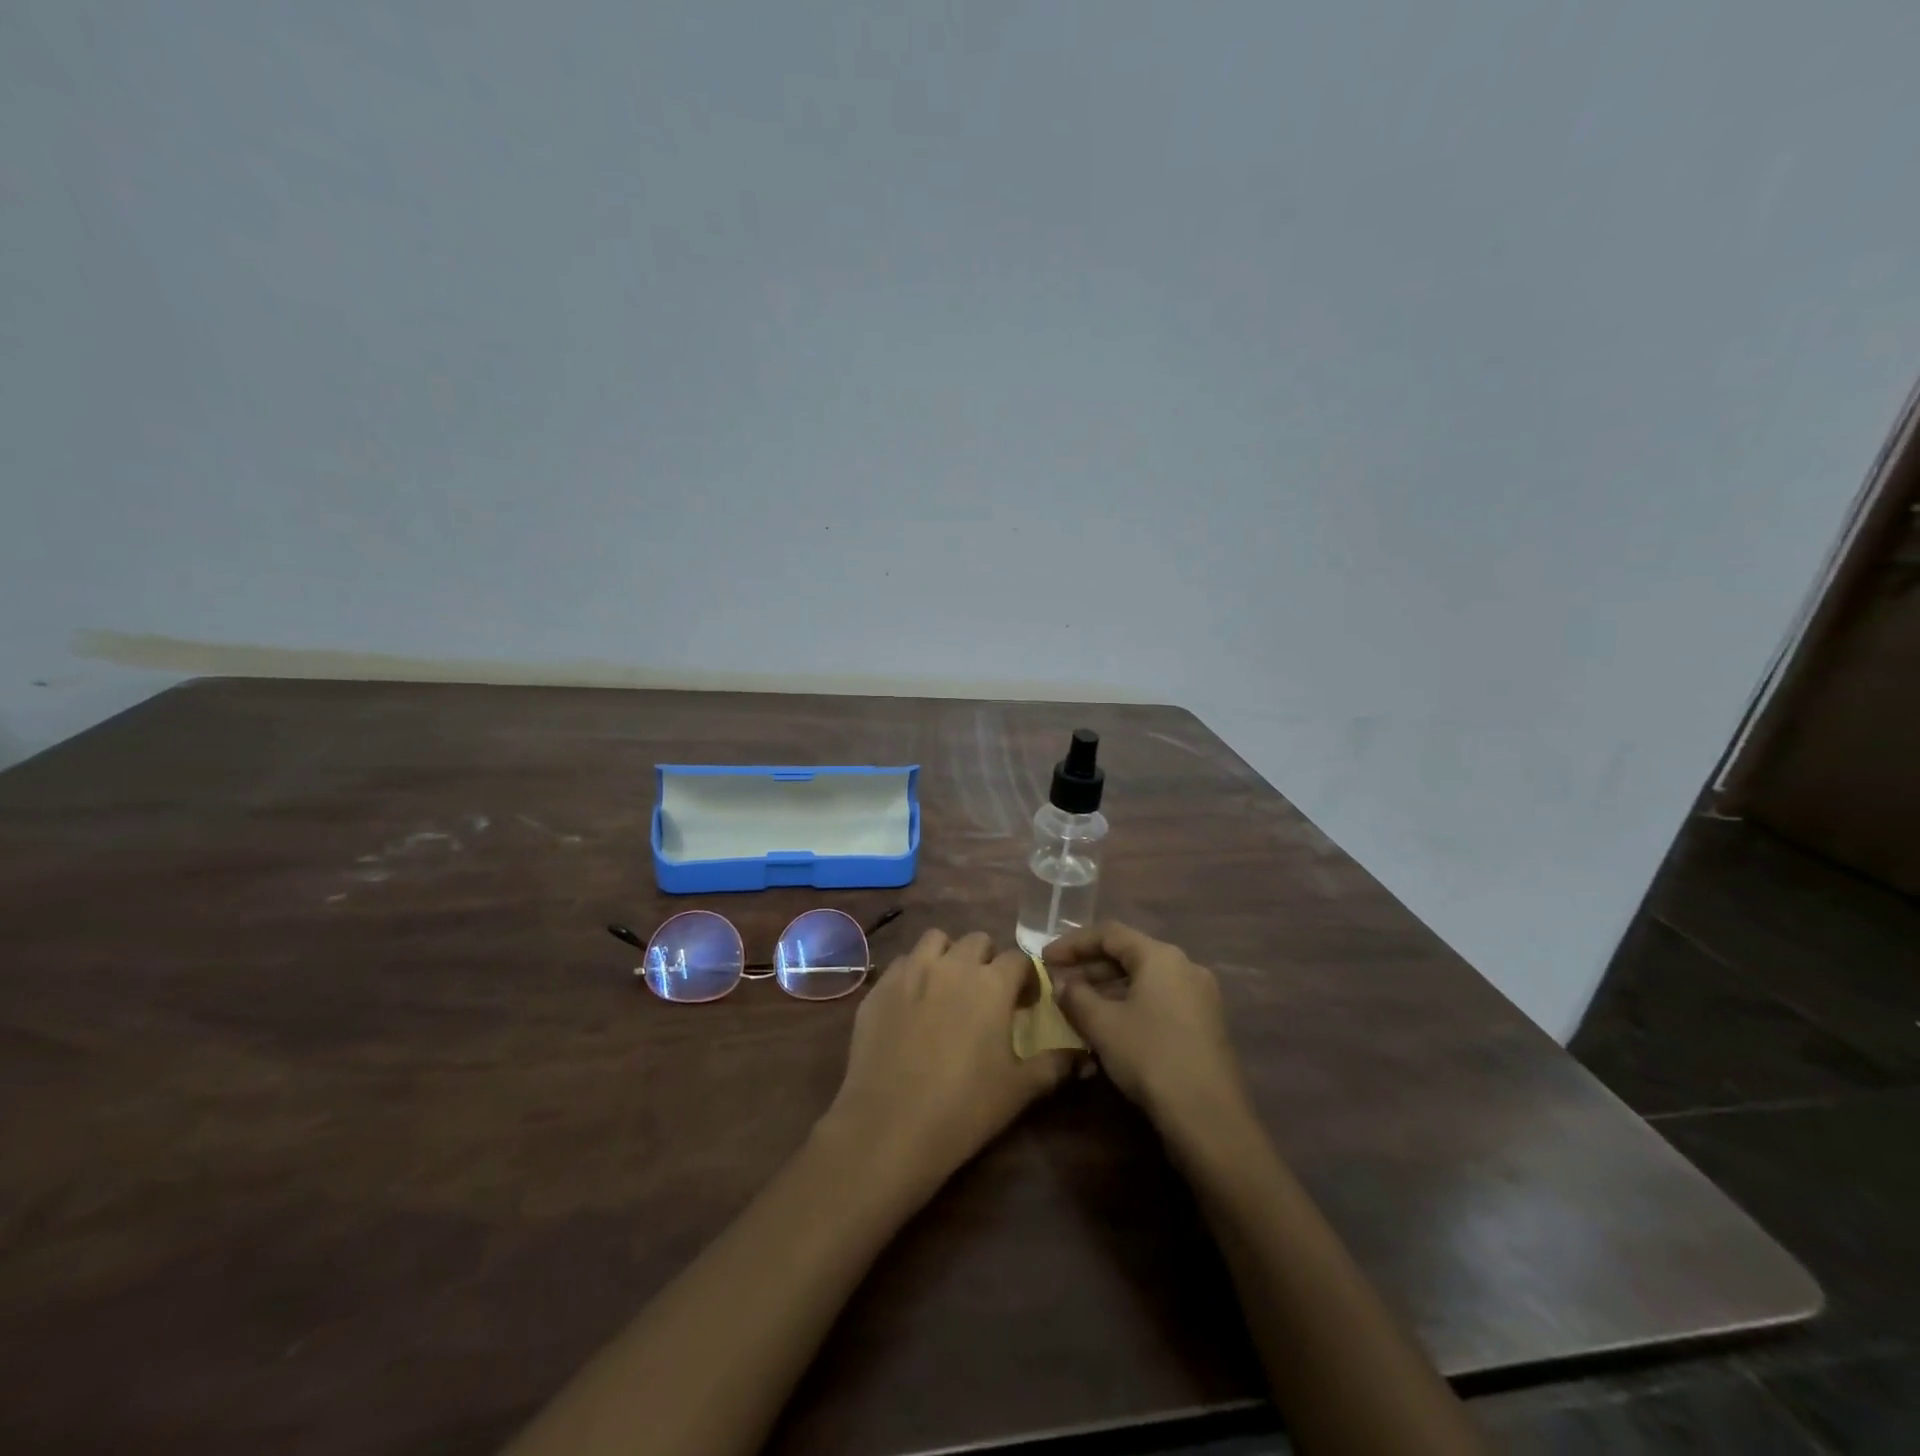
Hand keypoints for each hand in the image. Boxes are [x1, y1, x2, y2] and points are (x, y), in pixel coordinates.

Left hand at [818, 929, 1074, 1198]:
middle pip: (977, 940)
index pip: (1018, 959)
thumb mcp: (1020, 1090)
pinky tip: (912, 1005)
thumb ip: (1056, 1065)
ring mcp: (910, 971)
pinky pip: (901, 963)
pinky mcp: (879, 986)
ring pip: (935, 940)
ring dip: (947, 955)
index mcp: (991, 984)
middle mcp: (952, 965)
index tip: (1025, 1003)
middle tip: (986, 994)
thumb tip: (1085, 1058)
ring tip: (948, 987)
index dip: (1026, 978)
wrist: (889, 1127)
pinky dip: (912, 973)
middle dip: (987, 960)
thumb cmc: (964, 1108)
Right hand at [1047, 922, 1251, 1137]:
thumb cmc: (1151, 1057)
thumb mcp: (1103, 1025)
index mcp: (1161, 956)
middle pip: (1129, 953)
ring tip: (1078, 1003)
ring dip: (1108, 986)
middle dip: (1090, 966)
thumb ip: (1076, 997)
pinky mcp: (1205, 1022)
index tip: (1045, 958)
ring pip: (1145, 978)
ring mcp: (1200, 995)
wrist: (1209, 1117)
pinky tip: (1110, 1024)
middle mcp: (1184, 965)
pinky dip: (1130, 1002)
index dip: (1072, 943)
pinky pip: (1160, 998)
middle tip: (1058, 981)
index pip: (1109, 933)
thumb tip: (1062, 984)